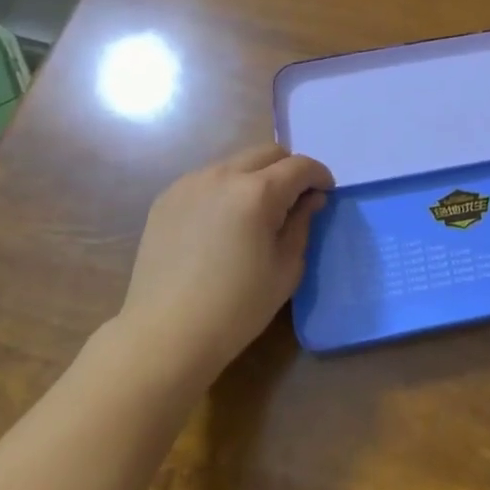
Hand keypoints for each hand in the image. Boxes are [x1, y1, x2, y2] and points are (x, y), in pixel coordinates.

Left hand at [119, 142, 331, 390]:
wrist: (164, 336)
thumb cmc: (236, 309)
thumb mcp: (285, 269)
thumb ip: (302, 224)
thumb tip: (311, 200)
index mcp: (257, 193)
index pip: (299, 166)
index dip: (319, 176)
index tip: (325, 193)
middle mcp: (223, 175)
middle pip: (267, 153)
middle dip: (288, 169)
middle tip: (294, 199)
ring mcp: (190, 183)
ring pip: (236, 163)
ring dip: (255, 177)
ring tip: (256, 212)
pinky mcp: (167, 198)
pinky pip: (208, 180)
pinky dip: (225, 189)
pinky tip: (222, 223)